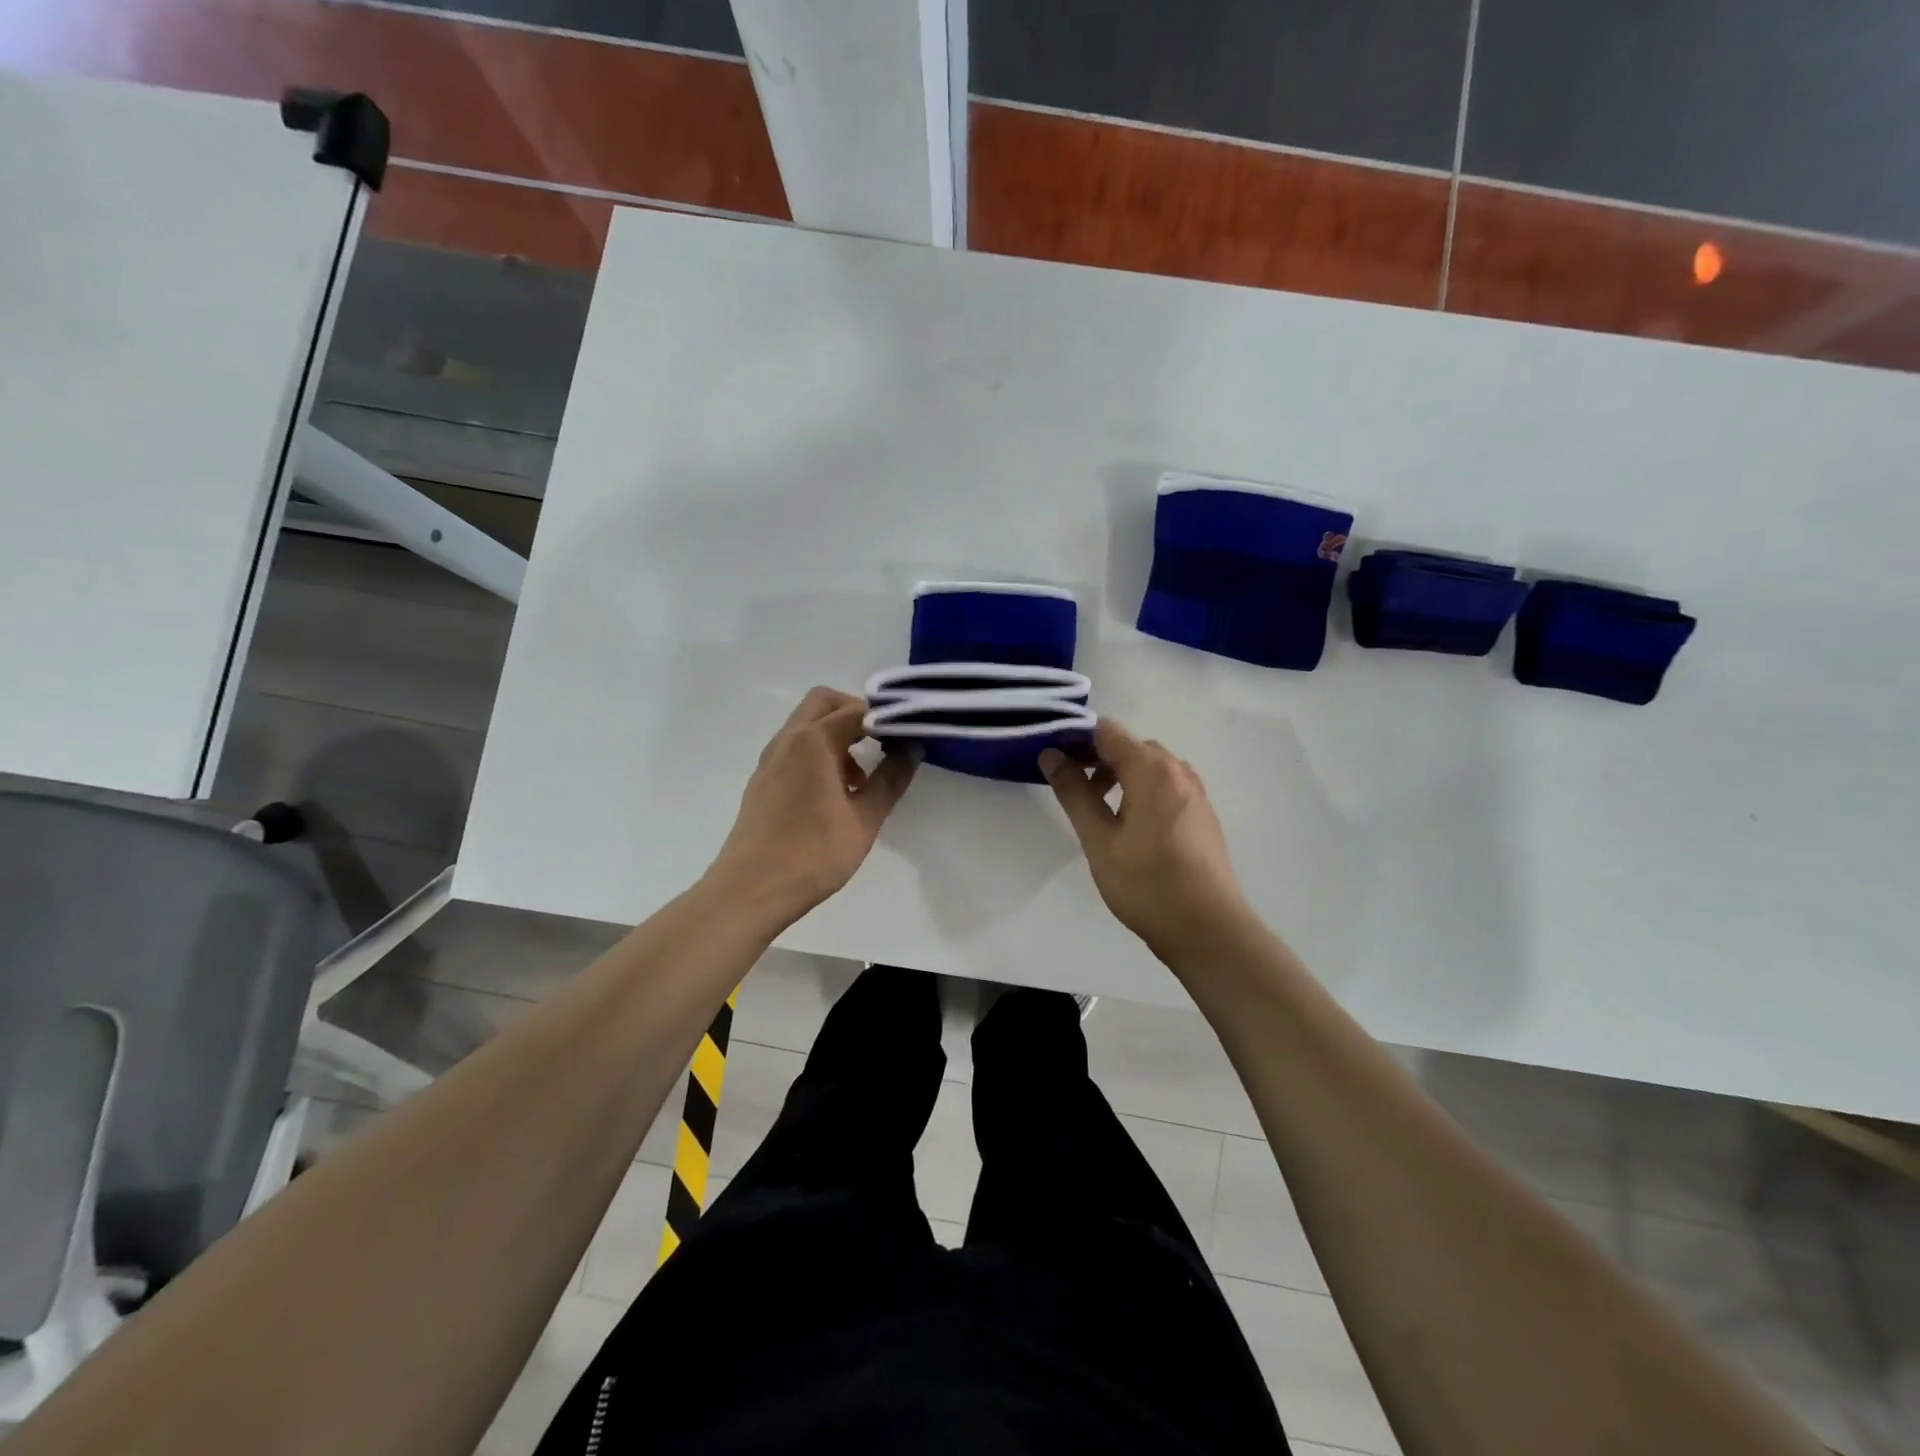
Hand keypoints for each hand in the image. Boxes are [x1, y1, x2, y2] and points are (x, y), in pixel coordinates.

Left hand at [708, 687, 916, 923]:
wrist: (749, 891)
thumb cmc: (812, 854)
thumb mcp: (864, 819)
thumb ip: (890, 779)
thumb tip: (912, 749)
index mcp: (813, 741)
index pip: (857, 711)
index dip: (888, 718)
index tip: (911, 734)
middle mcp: (787, 740)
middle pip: (824, 702)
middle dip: (856, 713)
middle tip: (884, 742)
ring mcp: (770, 759)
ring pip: (806, 725)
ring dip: (836, 734)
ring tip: (862, 777)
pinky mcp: (762, 780)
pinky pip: (794, 749)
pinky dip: (818, 753)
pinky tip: (835, 794)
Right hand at [1040, 721, 1252, 958]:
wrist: (1207, 929)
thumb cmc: (1146, 883)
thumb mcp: (1099, 839)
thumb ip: (1074, 793)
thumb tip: (1051, 755)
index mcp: (1152, 770)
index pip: (1107, 731)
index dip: (1075, 736)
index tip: (1050, 754)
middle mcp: (1178, 772)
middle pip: (1130, 746)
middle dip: (1096, 757)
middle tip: (1068, 783)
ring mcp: (1195, 793)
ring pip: (1150, 767)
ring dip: (1119, 774)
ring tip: (1096, 806)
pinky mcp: (1202, 815)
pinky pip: (1166, 786)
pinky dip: (1141, 789)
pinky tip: (1128, 823)